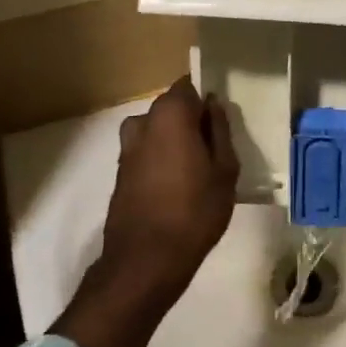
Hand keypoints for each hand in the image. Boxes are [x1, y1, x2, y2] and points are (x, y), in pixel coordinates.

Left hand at [99, 75, 239, 305]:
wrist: (146, 259)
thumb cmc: (195, 211)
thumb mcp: (225, 169)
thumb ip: (220, 131)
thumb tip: (213, 106)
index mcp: (170, 113)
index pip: (189, 87)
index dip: (206, 100)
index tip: (220, 121)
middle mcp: (142, 121)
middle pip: (172, 108)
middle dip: (191, 120)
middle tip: (215, 149)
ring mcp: (127, 147)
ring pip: (158, 131)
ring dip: (175, 141)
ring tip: (197, 170)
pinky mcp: (120, 171)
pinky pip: (147, 152)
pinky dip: (161, 159)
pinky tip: (177, 186)